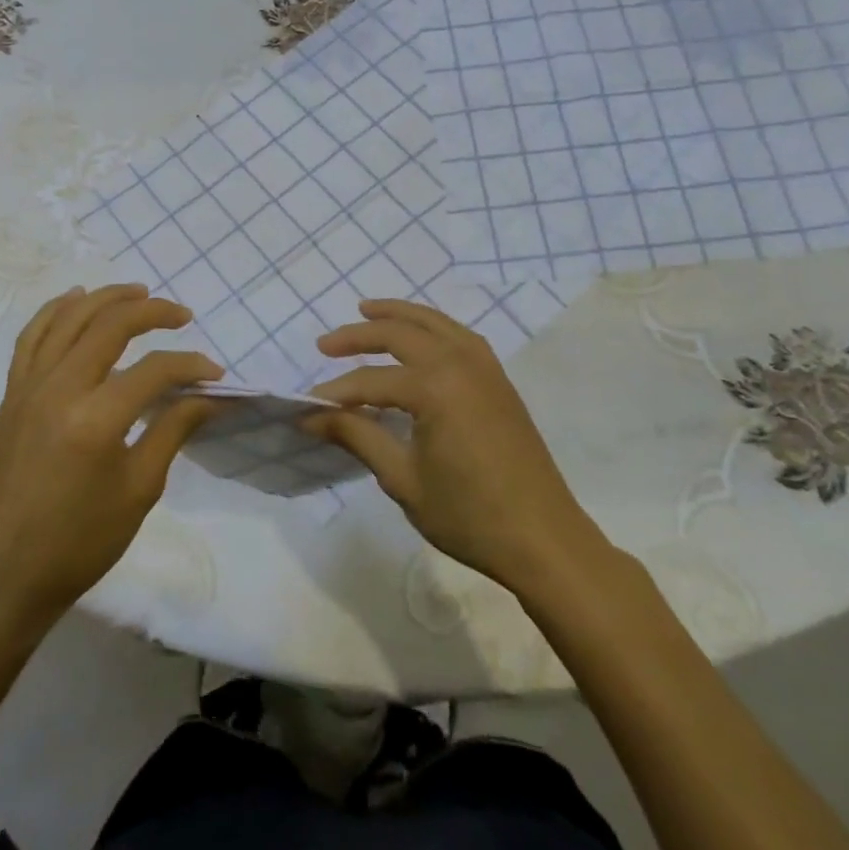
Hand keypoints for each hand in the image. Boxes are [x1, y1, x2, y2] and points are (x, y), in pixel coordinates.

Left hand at [0, 285, 220, 630]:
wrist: (6, 574)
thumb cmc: (81, 541)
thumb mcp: (139, 490)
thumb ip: (173, 430)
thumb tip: (206, 395)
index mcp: (96, 419)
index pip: (154, 371)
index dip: (190, 365)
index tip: (214, 374)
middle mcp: (58, 389)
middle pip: (110, 326)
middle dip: (152, 312)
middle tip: (182, 314)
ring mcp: (28, 387)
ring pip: (69, 319)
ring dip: (106, 298)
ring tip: (138, 291)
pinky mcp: (11, 395)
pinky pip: (32, 337)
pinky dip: (56, 311)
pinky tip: (77, 299)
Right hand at [308, 299, 601, 592]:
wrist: (543, 540)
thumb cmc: (468, 515)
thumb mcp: (403, 479)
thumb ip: (358, 436)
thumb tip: (312, 416)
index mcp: (435, 387)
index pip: (371, 381)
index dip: (335, 394)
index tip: (305, 407)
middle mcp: (460, 364)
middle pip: (401, 334)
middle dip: (359, 336)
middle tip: (325, 344)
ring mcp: (486, 368)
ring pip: (435, 323)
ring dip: (399, 315)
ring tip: (367, 309)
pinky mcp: (499, 381)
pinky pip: (460, 336)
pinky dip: (433, 326)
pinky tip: (421, 336)